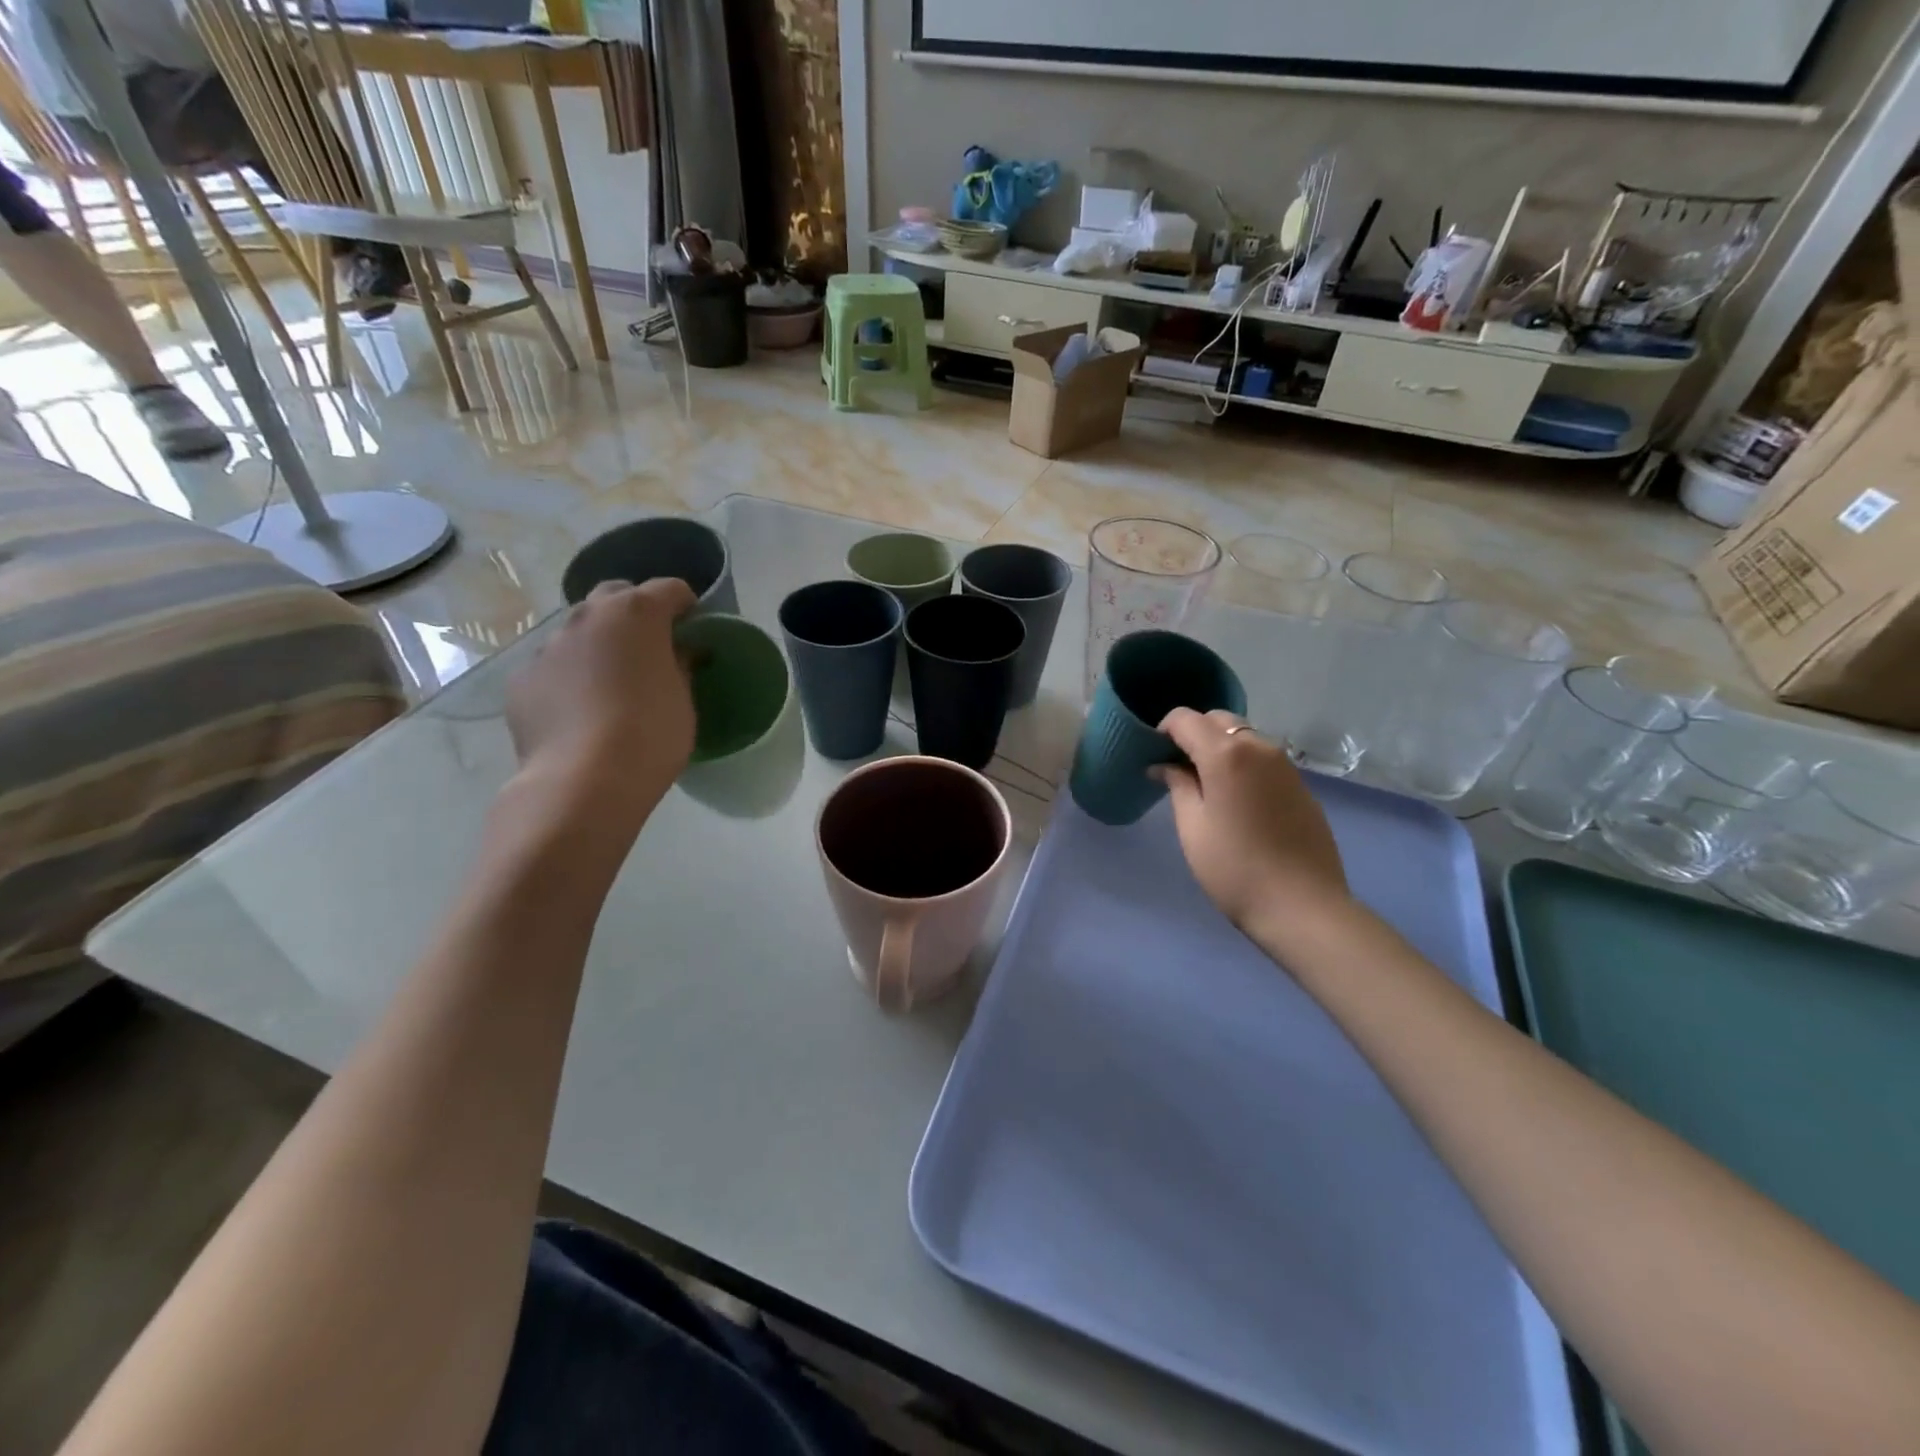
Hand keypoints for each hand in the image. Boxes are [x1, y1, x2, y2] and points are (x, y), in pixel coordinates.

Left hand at [506, 578, 697, 822]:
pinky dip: (568, 678)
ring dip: (598, 645)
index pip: (670, 588)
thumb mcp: (684, 700)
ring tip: (610, 685)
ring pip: (579, 631)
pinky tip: (579, 712)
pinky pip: (553, 667)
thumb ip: (681, 665)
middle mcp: (587, 617)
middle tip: (650, 648)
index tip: (695, 630)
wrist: (584, 781)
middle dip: (635, 612)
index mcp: (636, 614)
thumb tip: (679, 652)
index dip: (686, 606)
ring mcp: (548, 646)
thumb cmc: (651, 734)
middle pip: (616, 595)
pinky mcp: (522, 679)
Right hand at [1157, 709, 1351, 952]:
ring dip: (1220, 748)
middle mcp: (1259, 747)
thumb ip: (1177, 785)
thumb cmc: (1234, 868)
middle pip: (1218, 721)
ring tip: (1206, 786)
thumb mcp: (1192, 827)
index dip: (1163, 731)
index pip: (1185, 719)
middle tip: (1177, 769)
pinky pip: (1263, 759)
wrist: (1302, 906)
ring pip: (1244, 737)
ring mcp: (1285, 765)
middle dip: (1194, 734)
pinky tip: (1237, 801)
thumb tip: (1164, 765)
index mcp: (1226, 753)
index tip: (1153, 756)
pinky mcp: (1301, 785)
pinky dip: (1243, 765)